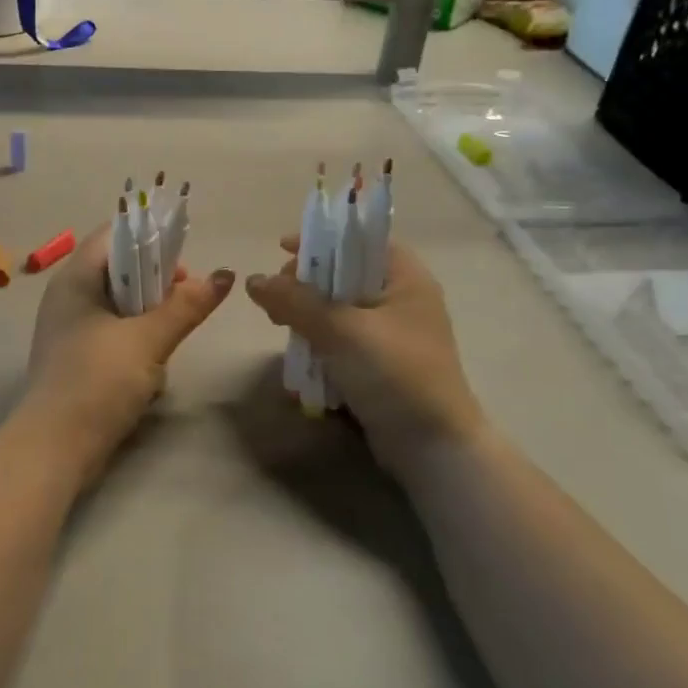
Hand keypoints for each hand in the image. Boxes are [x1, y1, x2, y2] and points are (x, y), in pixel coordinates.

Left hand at [15, 226, 234, 486]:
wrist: (55, 448)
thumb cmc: (97, 381)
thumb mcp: (147, 339)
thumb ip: (186, 305)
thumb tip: (224, 275)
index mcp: (76, 278)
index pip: (114, 235)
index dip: (150, 237)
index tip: (183, 258)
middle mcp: (68, 296)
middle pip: (119, 269)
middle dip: (156, 281)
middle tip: (186, 297)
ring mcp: (70, 329)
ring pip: (119, 304)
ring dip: (149, 315)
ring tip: (172, 334)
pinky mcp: (77, 358)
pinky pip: (113, 334)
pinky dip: (135, 341)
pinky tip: (152, 367)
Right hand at [245, 238, 486, 466]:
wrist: (434, 449)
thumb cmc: (395, 374)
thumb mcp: (342, 330)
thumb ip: (295, 301)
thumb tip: (253, 280)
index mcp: (405, 278)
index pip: (359, 239)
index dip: (321, 238)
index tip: (281, 248)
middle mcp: (401, 300)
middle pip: (343, 274)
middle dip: (305, 283)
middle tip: (276, 298)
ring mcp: (391, 335)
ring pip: (338, 310)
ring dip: (307, 316)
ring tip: (279, 326)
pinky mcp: (380, 365)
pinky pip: (341, 341)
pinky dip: (318, 343)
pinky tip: (298, 357)